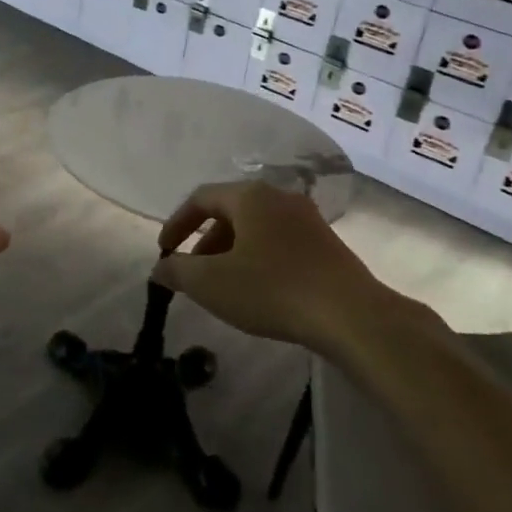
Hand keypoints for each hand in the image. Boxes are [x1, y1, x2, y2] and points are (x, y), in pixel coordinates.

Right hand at [153, 182, 406, 352]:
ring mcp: (307, 219)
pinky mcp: (327, 244)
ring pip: (256, 228)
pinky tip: (259, 290)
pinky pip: (279, 242)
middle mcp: (279, 196)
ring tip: (224, 286)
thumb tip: (160, 267)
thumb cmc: (272, 290)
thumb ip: (177, 271)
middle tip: (193, 273)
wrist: (351, 315)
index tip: (164, 251)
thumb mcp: (212, 283)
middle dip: (205, 242)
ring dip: (231, 251)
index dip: (177, 224)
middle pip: (230, 212)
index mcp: (249, 196)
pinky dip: (258, 258)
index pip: (201, 198)